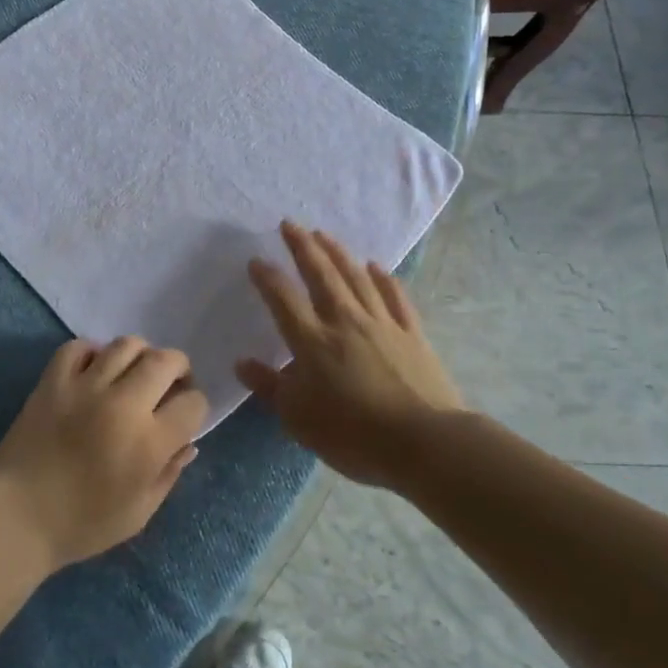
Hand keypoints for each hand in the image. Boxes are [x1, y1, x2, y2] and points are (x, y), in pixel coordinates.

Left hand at [0, 336, 208, 571]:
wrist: (16, 517)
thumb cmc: (81, 525)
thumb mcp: (138, 513)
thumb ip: (169, 474)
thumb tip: (188, 443)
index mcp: (148, 442)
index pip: (193, 403)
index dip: (194, 408)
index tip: (184, 417)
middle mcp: (122, 404)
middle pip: (166, 360)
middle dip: (179, 369)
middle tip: (170, 385)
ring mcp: (85, 386)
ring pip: (126, 345)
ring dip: (140, 355)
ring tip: (133, 374)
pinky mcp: (53, 379)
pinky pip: (79, 346)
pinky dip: (92, 352)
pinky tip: (94, 371)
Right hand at [237, 222, 464, 487]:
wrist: (425, 443)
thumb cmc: (352, 434)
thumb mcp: (298, 418)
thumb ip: (269, 387)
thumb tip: (242, 362)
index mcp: (312, 341)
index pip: (283, 298)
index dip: (267, 277)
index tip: (256, 260)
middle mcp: (344, 321)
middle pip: (321, 275)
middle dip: (303, 246)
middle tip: (290, 224)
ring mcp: (382, 324)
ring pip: (356, 277)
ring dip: (338, 253)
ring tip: (324, 234)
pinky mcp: (412, 334)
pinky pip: (395, 297)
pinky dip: (384, 279)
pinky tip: (376, 266)